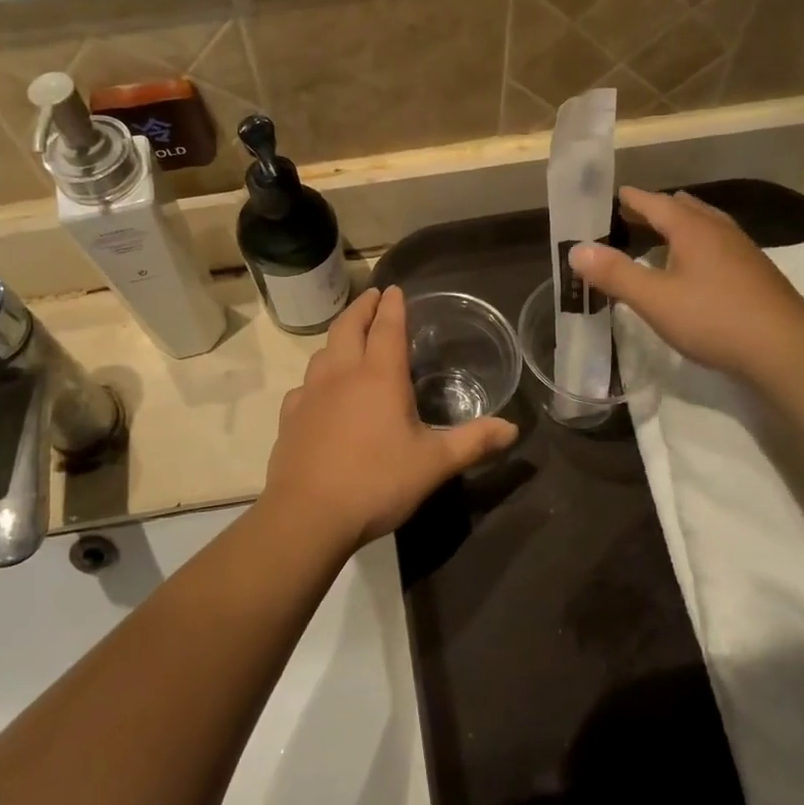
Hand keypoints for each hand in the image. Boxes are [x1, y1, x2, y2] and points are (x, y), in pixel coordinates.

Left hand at [262, 287, 517, 549]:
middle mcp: (342, 374)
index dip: (394, 306)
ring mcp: (311, 394)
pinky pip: (304, 385)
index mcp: (380, 376)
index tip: (395, 289)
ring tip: (349, 337)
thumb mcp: (434, 464)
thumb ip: (474, 442)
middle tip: (373, 297)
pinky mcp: (290, 417)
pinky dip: (317, 376)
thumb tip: (513, 429)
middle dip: (363, 307)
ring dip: (339, 336)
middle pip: (349, 326)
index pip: (388, 327)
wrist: (308, 516)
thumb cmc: (377, 482)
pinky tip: (320, 391)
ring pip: (323, 351)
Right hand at [569, 188, 803, 379]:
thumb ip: (614, 274)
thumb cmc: (712, 318)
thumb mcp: (653, 299)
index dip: (632, 200)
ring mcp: (743, 251)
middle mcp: (719, 231)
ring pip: (705, 226)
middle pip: (683, 209)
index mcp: (693, 229)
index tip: (615, 196)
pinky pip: (719, 246)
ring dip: (680, 228)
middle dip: (655, 210)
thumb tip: (577, 250)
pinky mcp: (756, 274)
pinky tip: (695, 270)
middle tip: (631, 218)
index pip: (655, 203)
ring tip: (661, 239)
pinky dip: (698, 246)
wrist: (785, 348)